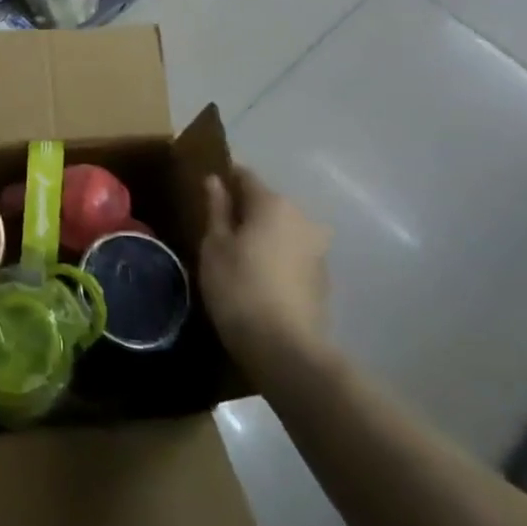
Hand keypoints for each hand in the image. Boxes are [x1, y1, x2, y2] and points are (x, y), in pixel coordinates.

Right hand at [199, 166, 331, 385]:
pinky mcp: (322, 277)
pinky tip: (257, 275)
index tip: (204, 192)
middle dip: (243, 209)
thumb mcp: (215, 245)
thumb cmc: (239, 287)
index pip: (245, 176)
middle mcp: (302, 217)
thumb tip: (215, 180)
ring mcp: (317, 248)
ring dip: (261, 234)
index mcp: (273, 203)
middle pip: (266, 202)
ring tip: (235, 254)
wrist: (286, 349)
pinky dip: (275, 256)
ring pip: (281, 228)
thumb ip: (216, 209)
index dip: (224, 179)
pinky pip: (292, 252)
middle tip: (216, 227)